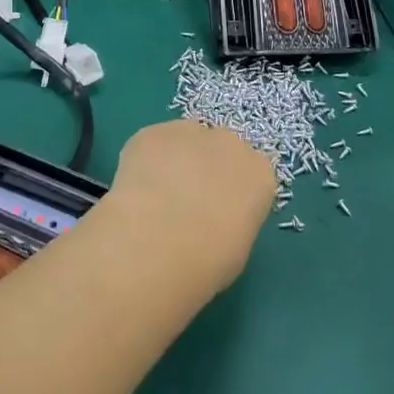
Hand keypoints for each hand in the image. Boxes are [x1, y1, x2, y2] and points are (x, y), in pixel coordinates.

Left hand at [100, 119, 278, 292]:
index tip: (217, 213)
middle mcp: (229, 143)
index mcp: (259, 174)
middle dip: (205, 168)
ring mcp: (189, 131)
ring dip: (175, 160)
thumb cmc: (208, 261)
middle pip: (219, 149)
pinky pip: (152, 143)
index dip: (231, 192)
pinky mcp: (152, 132)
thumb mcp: (237, 250)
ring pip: (185, 140)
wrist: (157, 244)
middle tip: (184, 202)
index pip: (250, 174)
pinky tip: (134, 189)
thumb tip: (214, 218)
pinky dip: (145, 161)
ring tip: (154, 197)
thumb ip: (232, 221)